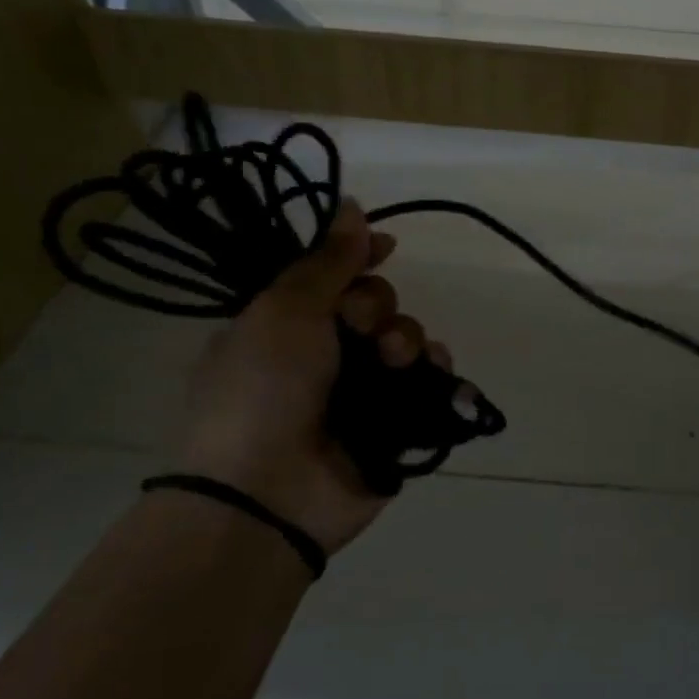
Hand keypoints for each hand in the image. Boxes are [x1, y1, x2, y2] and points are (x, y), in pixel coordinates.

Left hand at [175, 200, 454, 556]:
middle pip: (376, 305)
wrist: (266, 494)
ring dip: (407, 339)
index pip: (333, 277)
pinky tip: (432, 375)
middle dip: (378, 307)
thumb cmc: (262, 391)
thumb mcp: (283, 312)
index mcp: (286, 325)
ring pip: (407, 341)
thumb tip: (352, 205)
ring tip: (391, 361)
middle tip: (359, 329)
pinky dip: (437, 374)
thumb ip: (326, 262)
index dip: (359, 257)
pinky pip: (430, 383)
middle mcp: (325, 355)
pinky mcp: (395, 425)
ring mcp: (361, 392)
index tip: (384, 246)